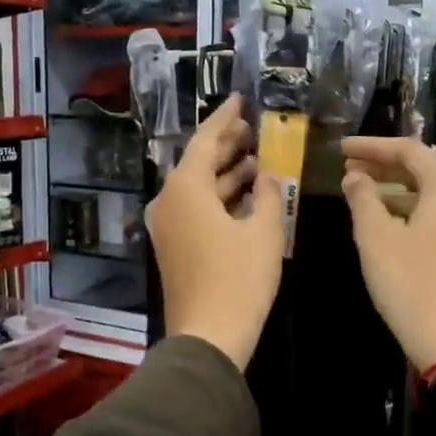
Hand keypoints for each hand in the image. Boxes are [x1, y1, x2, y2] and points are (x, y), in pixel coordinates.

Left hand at [146, 95, 284, 369]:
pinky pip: (195, 208)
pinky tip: (245, 195)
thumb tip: (268, 174)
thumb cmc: (238, 279)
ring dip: (225, 172)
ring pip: (197, 187)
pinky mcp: (173, 246)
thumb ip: (266, 193)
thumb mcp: (263, 231)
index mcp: (185, 188)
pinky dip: (218, 197)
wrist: (207, 336)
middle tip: (252, 128)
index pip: (204, 140)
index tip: (239, 99)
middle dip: (225, 144)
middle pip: (197, 162)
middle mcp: (168, 201)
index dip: (224, 118)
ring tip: (256, 158)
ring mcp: (167, 225)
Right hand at [341, 136, 435, 372]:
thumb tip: (354, 177)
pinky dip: (407, 208)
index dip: (372, 146)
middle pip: (422, 168)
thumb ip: (362, 199)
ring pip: (428, 193)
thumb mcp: (376, 237)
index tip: (341, 148)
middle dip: (383, 165)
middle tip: (347, 167)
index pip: (408, 150)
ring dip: (393, 188)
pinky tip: (382, 219)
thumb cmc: (409, 282)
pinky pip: (435, 214)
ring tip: (357, 191)